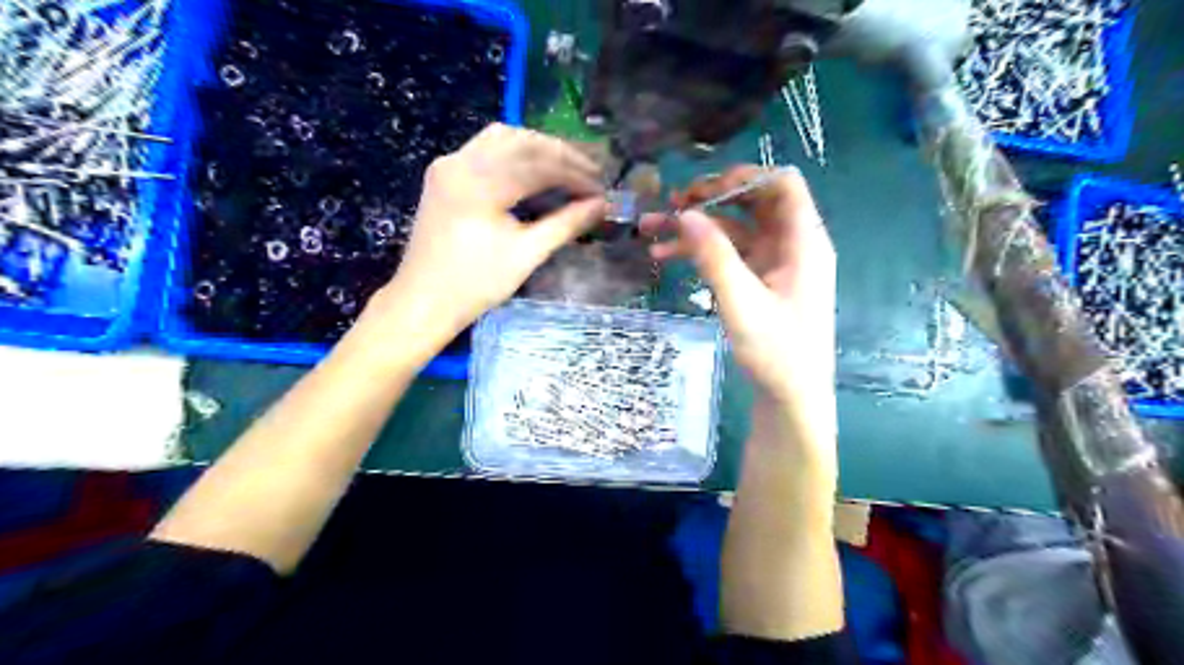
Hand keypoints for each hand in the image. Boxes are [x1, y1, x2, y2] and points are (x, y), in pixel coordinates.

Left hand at [372, 121, 609, 332]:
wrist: (423, 300)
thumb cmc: (476, 284)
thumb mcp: (527, 254)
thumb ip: (566, 224)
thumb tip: (601, 205)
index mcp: (481, 183)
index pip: (540, 164)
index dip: (576, 175)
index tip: (601, 190)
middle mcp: (461, 161)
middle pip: (522, 141)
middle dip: (561, 155)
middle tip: (590, 175)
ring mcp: (449, 165)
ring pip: (502, 138)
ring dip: (538, 148)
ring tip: (566, 169)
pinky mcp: (444, 174)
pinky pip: (484, 149)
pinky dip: (514, 154)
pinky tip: (532, 170)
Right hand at [645, 169, 835, 420]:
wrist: (791, 399)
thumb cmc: (777, 353)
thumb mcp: (742, 303)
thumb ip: (715, 256)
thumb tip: (687, 214)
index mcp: (803, 242)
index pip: (782, 184)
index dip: (744, 177)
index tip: (703, 191)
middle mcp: (791, 245)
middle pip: (753, 202)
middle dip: (710, 199)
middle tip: (672, 204)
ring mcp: (775, 263)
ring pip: (734, 229)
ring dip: (697, 228)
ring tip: (652, 230)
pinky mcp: (760, 281)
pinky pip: (730, 255)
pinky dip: (701, 253)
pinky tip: (665, 257)